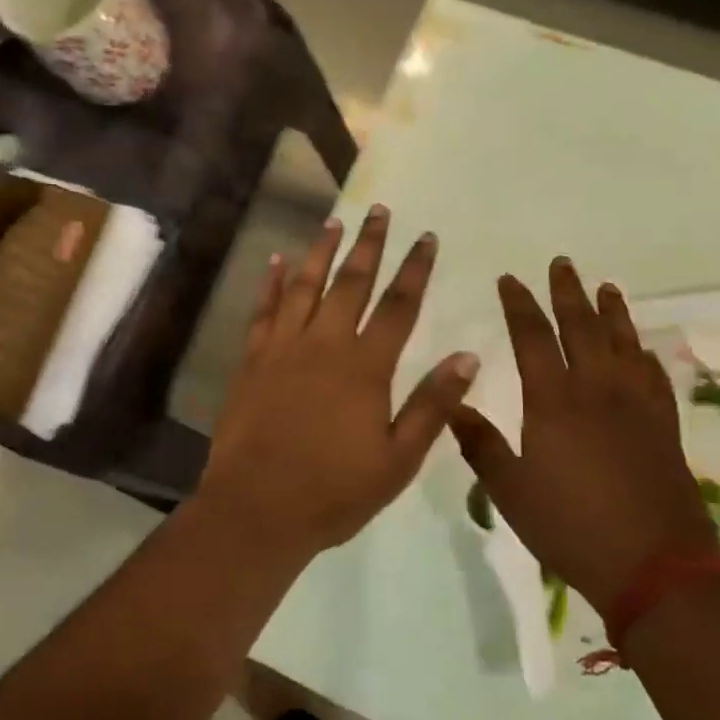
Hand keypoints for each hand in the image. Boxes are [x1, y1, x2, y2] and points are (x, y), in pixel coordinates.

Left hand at [198, 205, 480, 555]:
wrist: (257, 507)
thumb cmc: (334, 491)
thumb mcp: (398, 459)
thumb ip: (433, 405)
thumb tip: (468, 356)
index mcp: (365, 368)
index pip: (399, 306)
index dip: (415, 269)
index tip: (427, 237)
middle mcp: (324, 345)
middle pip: (351, 283)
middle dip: (369, 245)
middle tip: (380, 211)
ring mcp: (283, 349)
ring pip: (305, 287)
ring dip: (322, 251)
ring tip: (334, 222)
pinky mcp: (252, 361)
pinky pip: (263, 311)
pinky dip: (271, 283)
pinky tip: (277, 260)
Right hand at [450, 258, 718, 611]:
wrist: (654, 565)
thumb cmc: (571, 526)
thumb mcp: (509, 490)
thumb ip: (479, 443)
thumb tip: (451, 403)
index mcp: (554, 401)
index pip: (533, 337)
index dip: (520, 305)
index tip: (510, 279)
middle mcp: (597, 390)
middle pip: (582, 327)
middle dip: (568, 292)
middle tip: (561, 263)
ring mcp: (637, 405)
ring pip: (623, 343)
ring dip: (612, 311)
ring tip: (606, 286)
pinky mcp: (664, 425)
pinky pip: (653, 375)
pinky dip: (644, 353)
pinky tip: (640, 348)